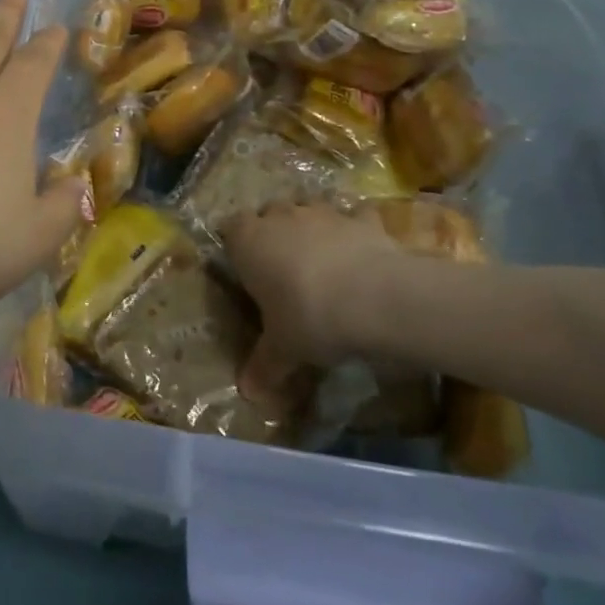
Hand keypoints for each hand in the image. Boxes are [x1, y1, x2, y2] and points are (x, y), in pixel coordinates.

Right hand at [221, 201, 406, 394]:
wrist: (375, 299)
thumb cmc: (309, 318)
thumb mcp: (282, 350)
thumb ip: (264, 366)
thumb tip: (247, 394)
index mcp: (249, 240)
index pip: (230, 228)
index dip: (237, 246)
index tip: (245, 269)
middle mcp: (281, 217)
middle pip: (269, 214)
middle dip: (274, 233)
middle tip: (282, 269)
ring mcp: (323, 212)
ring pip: (309, 210)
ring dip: (312, 229)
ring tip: (322, 262)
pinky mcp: (362, 219)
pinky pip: (355, 218)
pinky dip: (356, 230)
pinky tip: (362, 253)